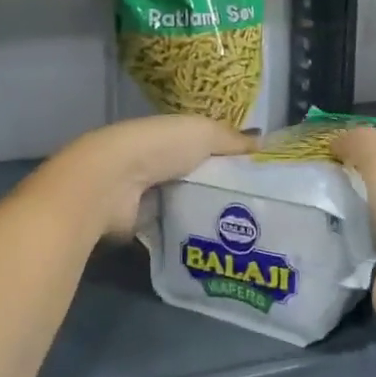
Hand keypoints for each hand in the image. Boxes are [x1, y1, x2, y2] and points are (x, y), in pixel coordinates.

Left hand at [45, 115, 253, 237]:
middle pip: (197, 178)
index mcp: (171, 137)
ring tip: (246, 230)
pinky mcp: (142, 224)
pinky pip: (174, 228)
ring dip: (207, 214)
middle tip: (260, 207)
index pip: (205, 147)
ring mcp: (149, 195)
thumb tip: (263, 142)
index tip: (260, 175)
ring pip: (187, 205)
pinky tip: (217, 243)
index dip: (230, 158)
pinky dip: (190, 233)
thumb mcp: (204, 133)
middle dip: (222, 190)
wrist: (112, 182)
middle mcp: (158, 164)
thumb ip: (232, 139)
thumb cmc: (159, 148)